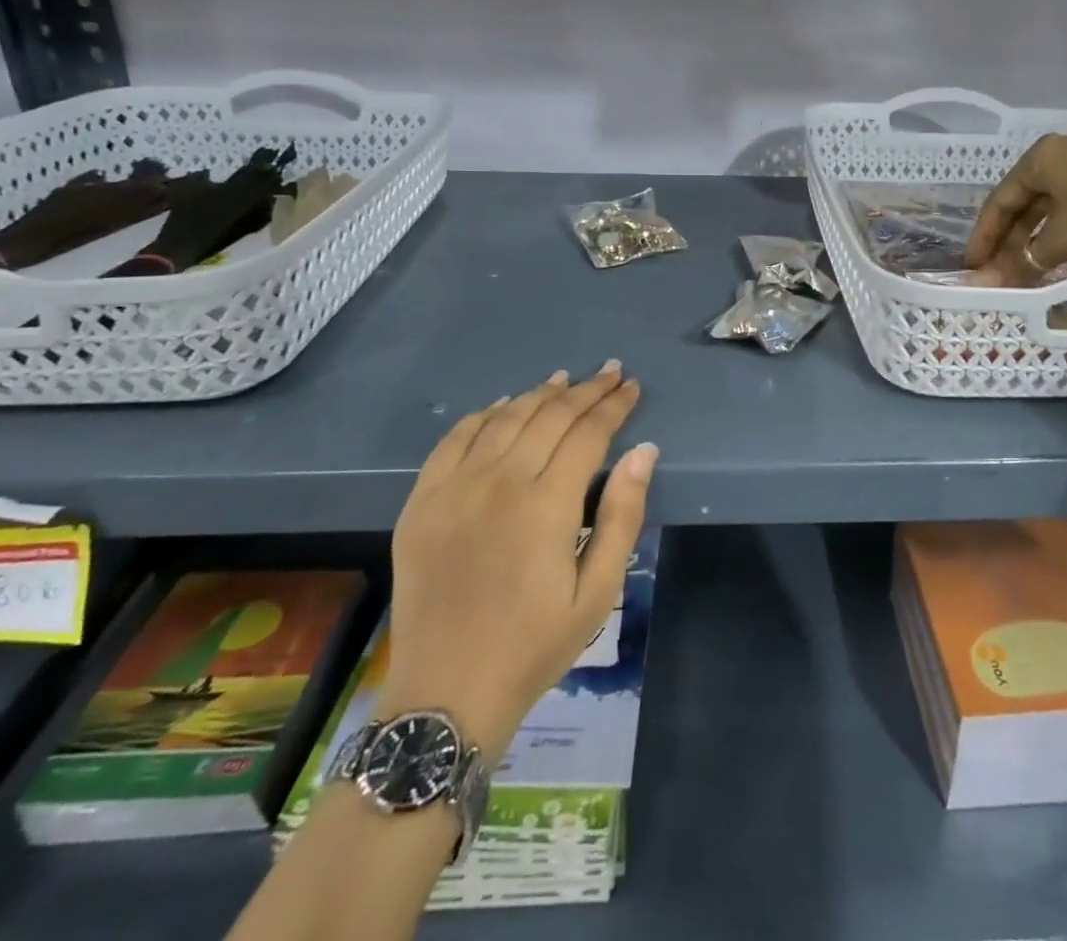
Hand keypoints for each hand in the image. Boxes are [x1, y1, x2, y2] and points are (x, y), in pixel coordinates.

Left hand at [378, 361, 656, 754]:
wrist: (446, 693)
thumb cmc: (534, 645)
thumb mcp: (597, 592)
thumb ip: (622, 516)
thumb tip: (644, 451)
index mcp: (546, 504)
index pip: (588, 433)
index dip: (613, 405)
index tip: (631, 386)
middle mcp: (499, 482)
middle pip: (549, 416)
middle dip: (585, 390)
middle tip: (609, 372)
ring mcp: (454, 488)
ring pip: (504, 419)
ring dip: (538, 394)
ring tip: (563, 380)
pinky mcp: (422, 501)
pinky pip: (454, 440)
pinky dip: (483, 415)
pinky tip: (503, 405)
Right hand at [966, 135, 1066, 285]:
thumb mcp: (1061, 238)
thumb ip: (1023, 261)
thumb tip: (989, 283)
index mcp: (1040, 159)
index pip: (999, 201)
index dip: (984, 236)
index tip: (973, 266)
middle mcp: (1061, 160)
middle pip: (1025, 208)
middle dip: (1012, 246)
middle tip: (999, 276)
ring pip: (1052, 216)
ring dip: (1039, 249)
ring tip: (1028, 279)